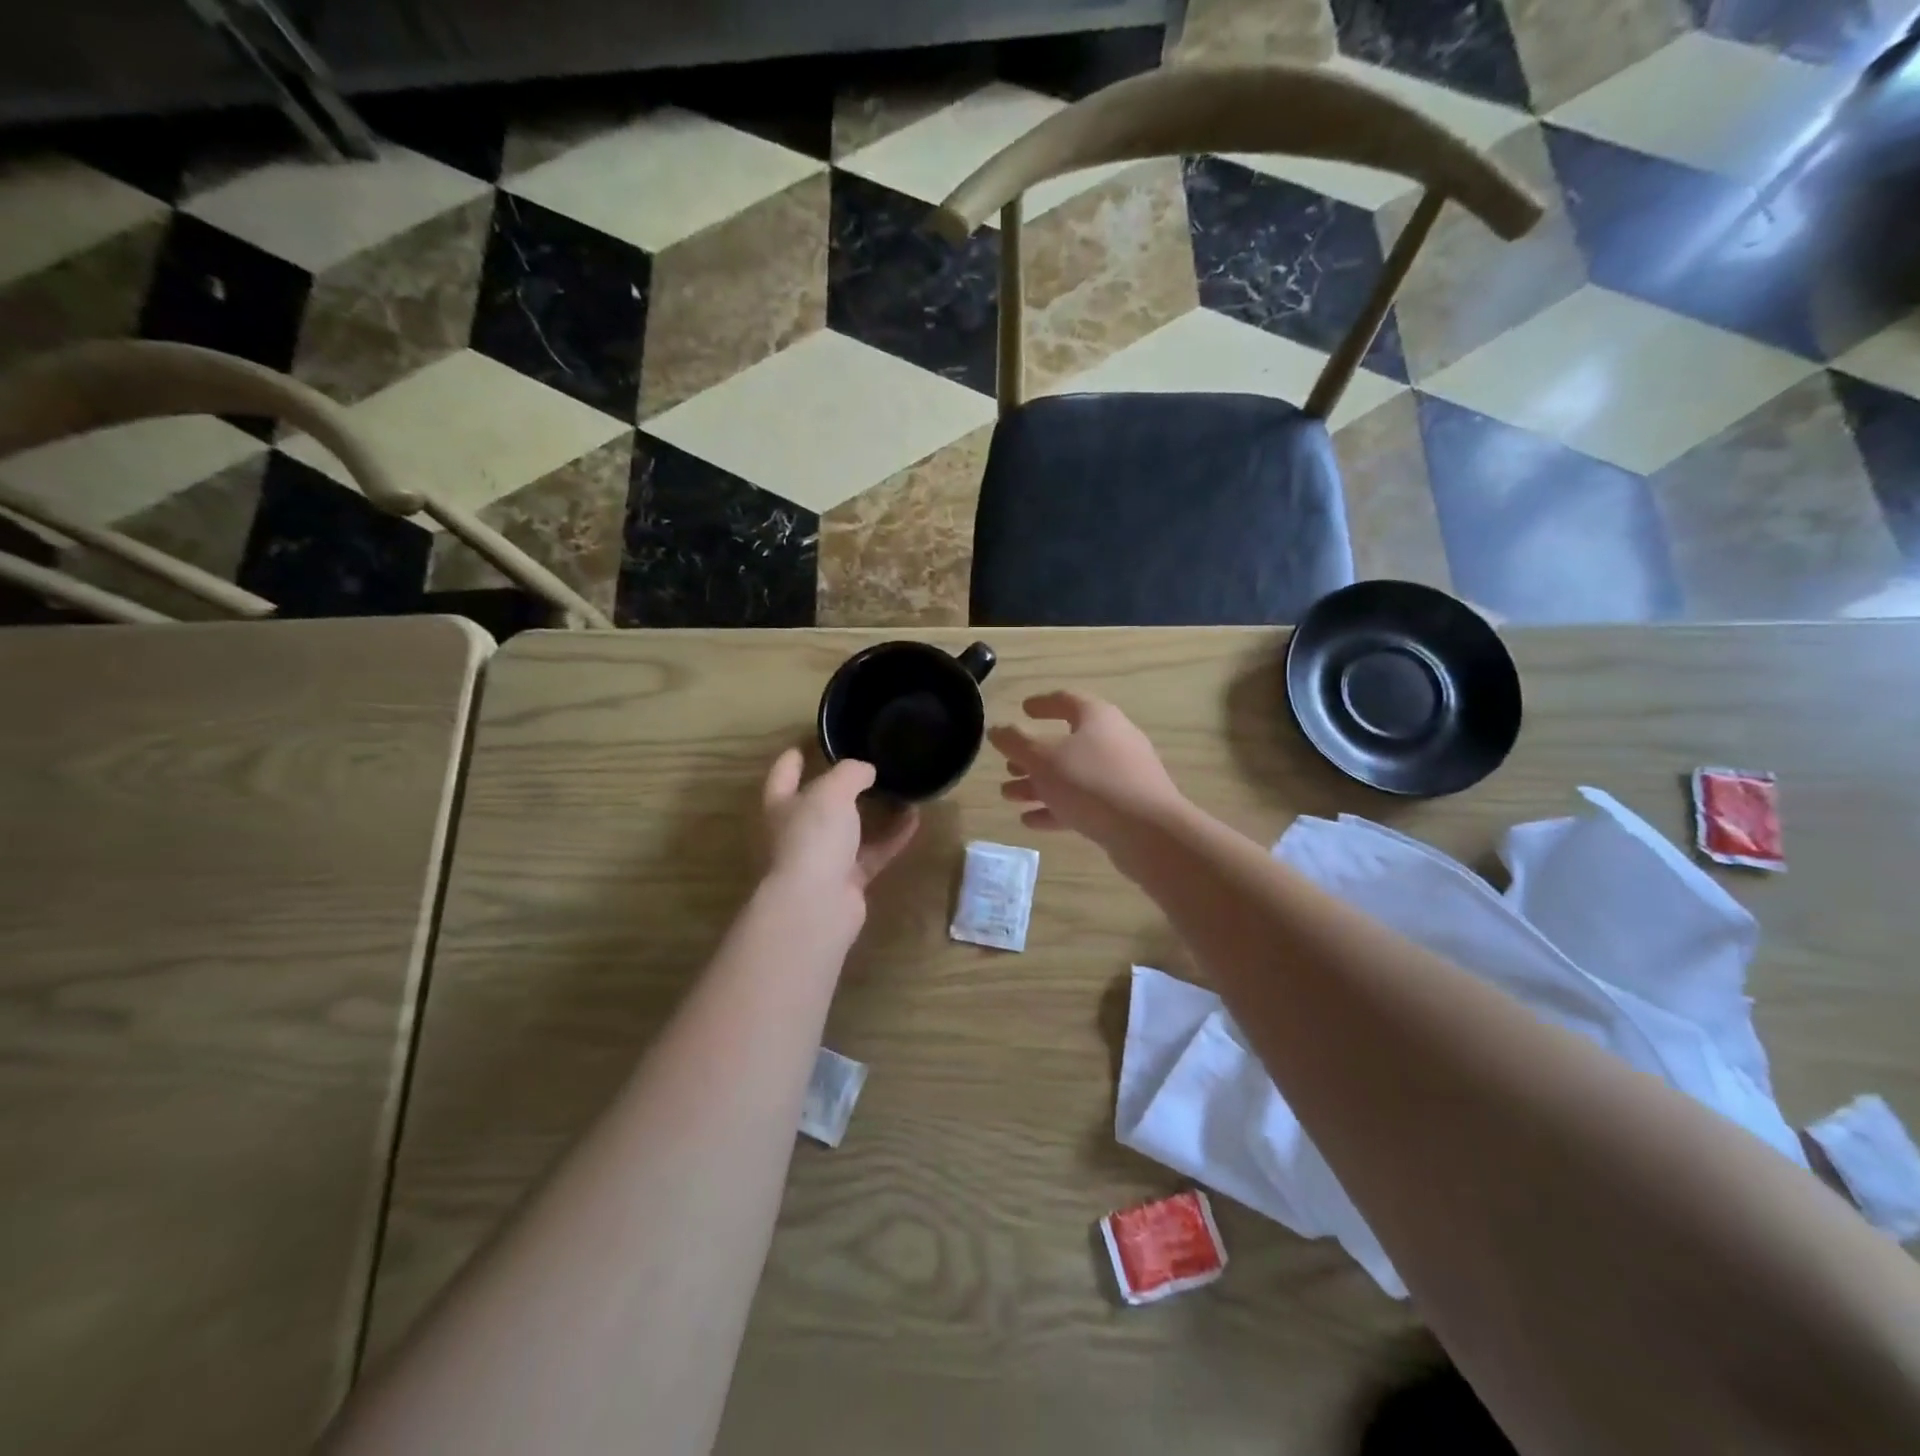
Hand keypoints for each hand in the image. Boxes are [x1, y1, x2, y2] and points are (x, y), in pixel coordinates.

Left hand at [761, 750, 918, 927]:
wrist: (816, 905)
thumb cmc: (813, 837)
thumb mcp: (832, 791)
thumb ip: (850, 773)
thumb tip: (866, 771)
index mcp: (781, 805)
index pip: (783, 774)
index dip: (795, 757)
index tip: (810, 741)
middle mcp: (797, 831)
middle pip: (819, 803)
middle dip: (841, 786)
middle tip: (868, 765)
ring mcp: (822, 858)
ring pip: (850, 829)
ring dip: (874, 811)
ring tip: (899, 789)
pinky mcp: (847, 880)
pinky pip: (873, 851)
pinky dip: (892, 836)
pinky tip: (915, 818)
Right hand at [989, 692, 1186, 856]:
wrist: (1148, 832)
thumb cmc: (1091, 782)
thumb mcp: (1043, 759)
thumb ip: (1015, 743)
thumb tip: (996, 729)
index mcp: (1097, 717)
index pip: (1066, 700)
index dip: (1042, 704)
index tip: (1023, 709)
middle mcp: (1113, 740)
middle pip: (1067, 743)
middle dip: (1033, 756)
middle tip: (1008, 766)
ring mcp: (1122, 775)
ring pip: (1073, 776)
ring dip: (1039, 785)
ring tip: (1009, 796)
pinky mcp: (1124, 807)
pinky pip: (1084, 802)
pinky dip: (1057, 808)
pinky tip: (1030, 821)